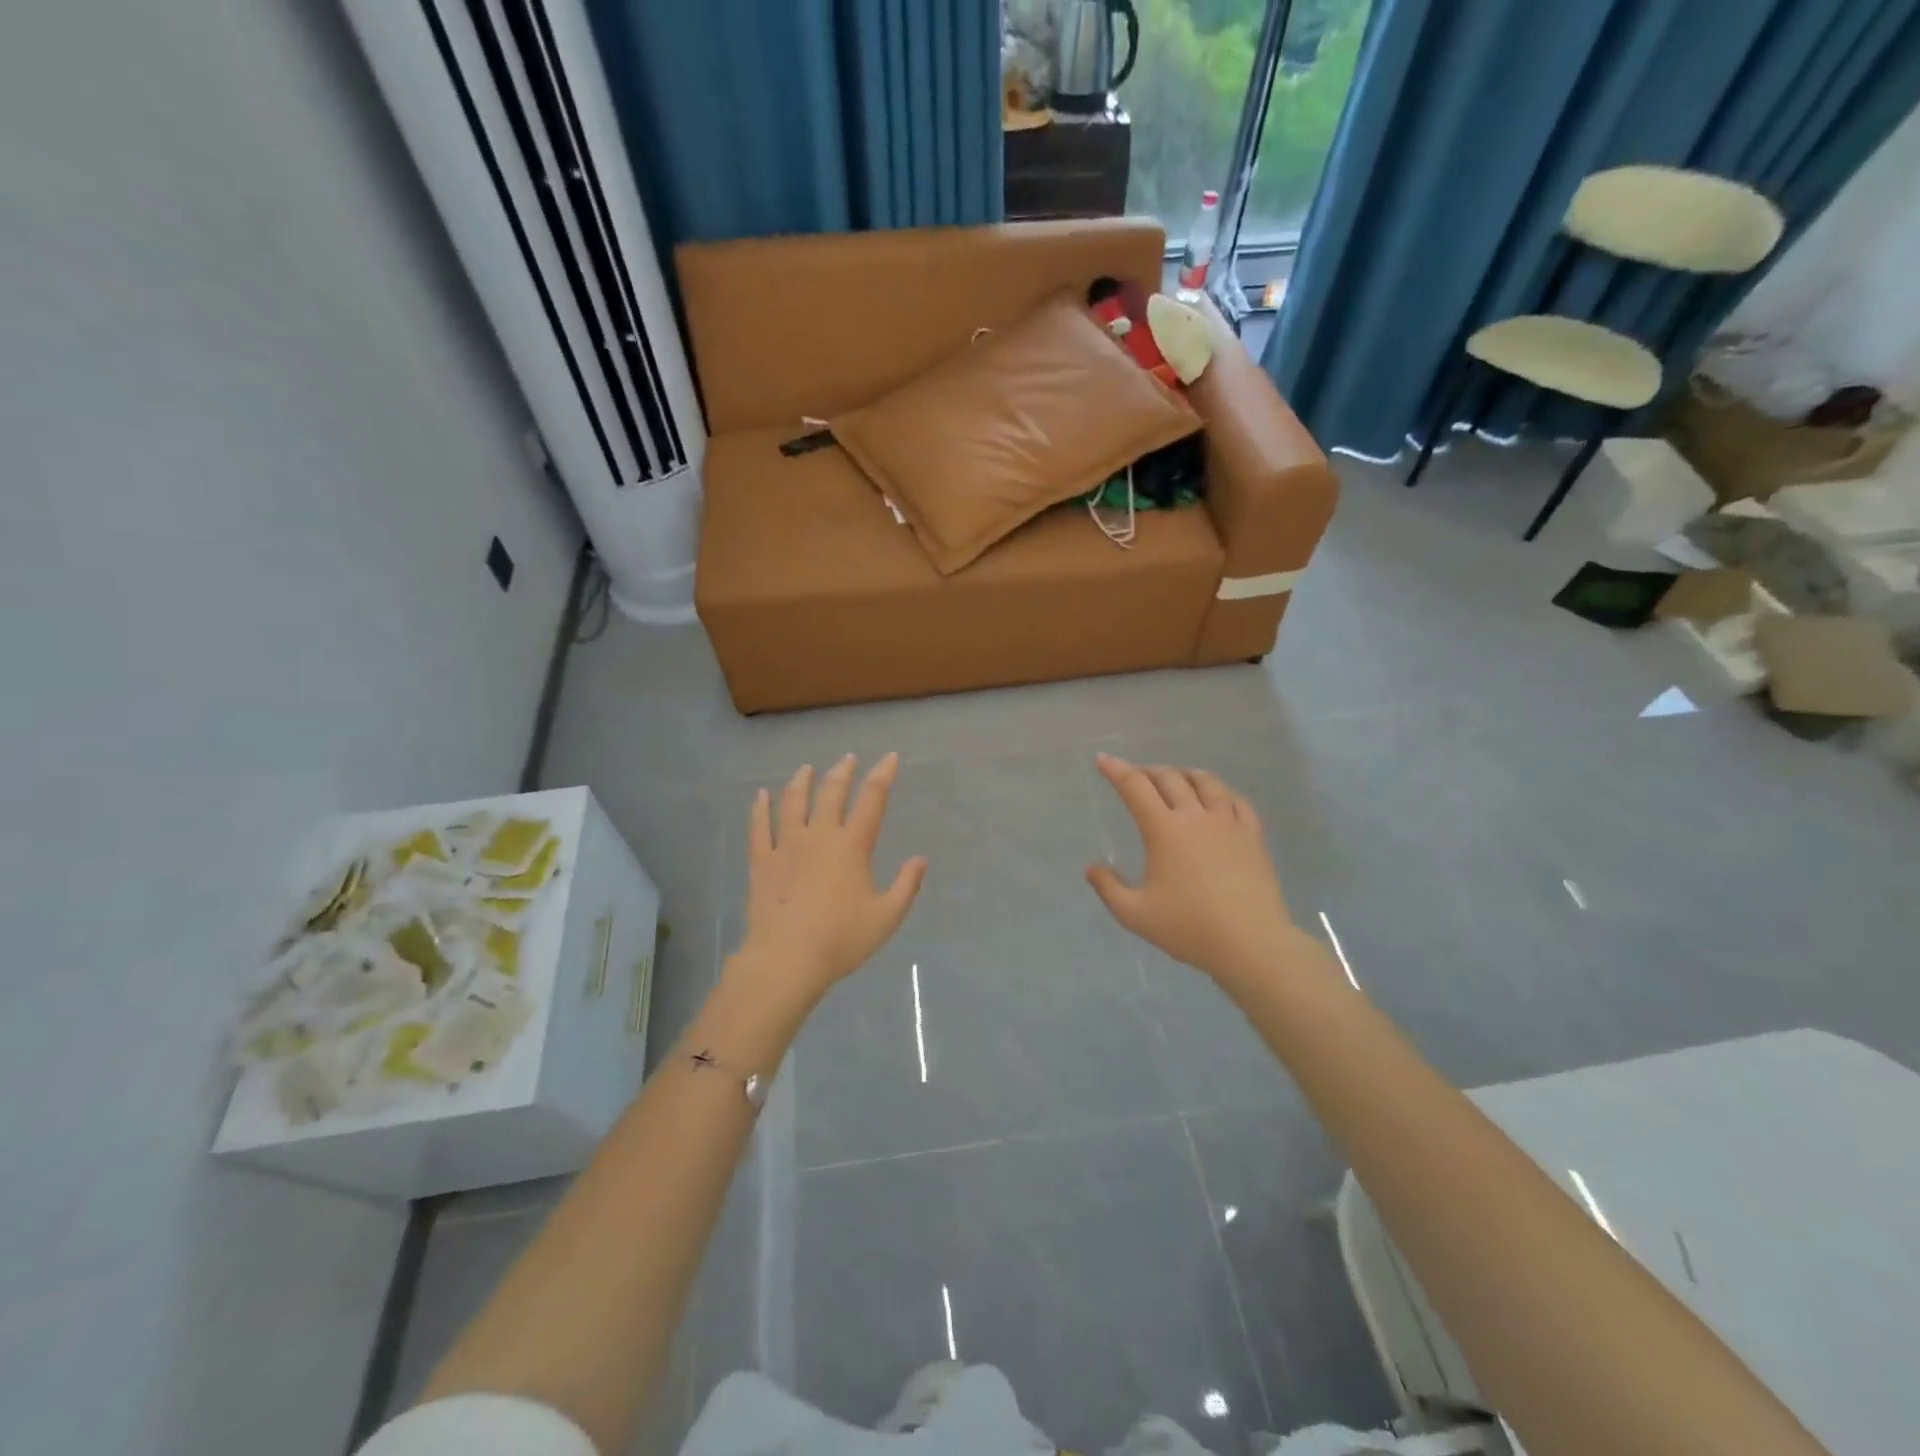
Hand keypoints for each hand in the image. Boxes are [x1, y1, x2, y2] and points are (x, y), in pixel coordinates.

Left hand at [733, 753, 926, 1006]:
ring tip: (806, 769)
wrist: (787, 959)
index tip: (889, 757)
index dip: (883, 775)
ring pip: (793, 802)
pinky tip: (760, 795)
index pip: (872, 799)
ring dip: (801, 782)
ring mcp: (786, 846)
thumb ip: (906, 885)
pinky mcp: (761, 862)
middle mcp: (820, 836)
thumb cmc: (842, 939)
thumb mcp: (887, 917)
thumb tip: (920, 859)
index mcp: (853, 845)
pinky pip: (759, 827)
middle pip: (831, 793)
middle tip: (847, 759)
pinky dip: (760, 808)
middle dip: (842, 772)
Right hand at [1086, 753, 1306, 986]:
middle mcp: (1195, 816)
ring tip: (1177, 778)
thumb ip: (1108, 888)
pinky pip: (1237, 801)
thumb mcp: (1134, 914)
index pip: (1135, 787)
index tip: (1102, 760)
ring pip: (1206, 782)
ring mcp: (1228, 823)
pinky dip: (1221, 792)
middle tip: (1136, 776)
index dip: (1116, 770)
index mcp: (1163, 829)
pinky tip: (1219, 799)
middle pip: (1169, 778)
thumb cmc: (1188, 927)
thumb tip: (1092, 867)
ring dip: (1185, 774)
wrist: (1250, 943)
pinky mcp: (1253, 836)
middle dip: (1148, 771)